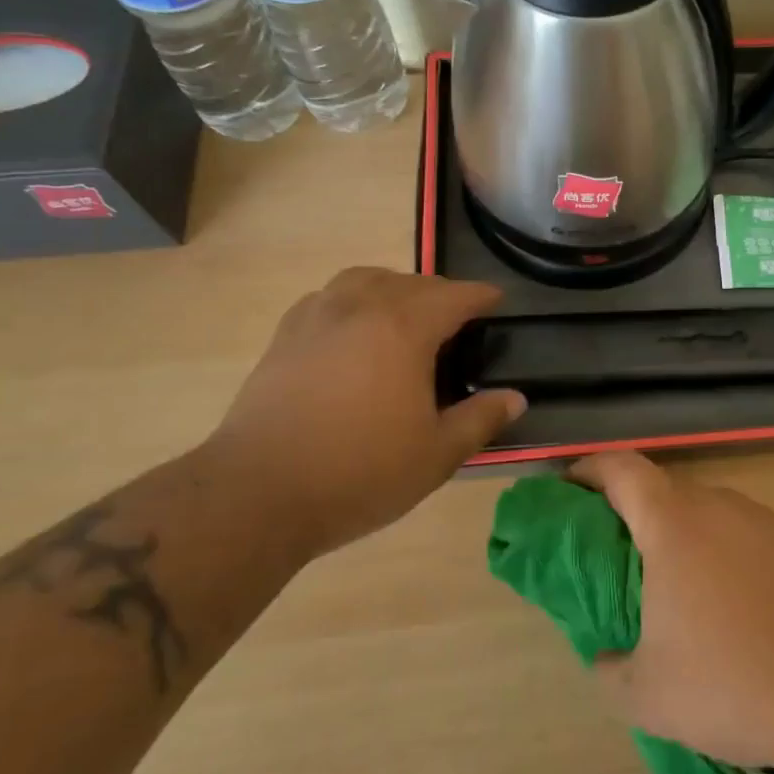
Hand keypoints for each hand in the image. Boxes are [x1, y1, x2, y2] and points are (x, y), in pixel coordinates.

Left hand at [205, 269, 524, 556]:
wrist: (257, 493)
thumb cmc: (359, 472)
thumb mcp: (436, 454)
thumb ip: (480, 420)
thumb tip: (516, 398)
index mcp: (404, 328)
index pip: (454, 296)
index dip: (481, 295)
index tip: (498, 301)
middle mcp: (360, 308)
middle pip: (410, 282)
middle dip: (440, 293)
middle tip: (457, 318)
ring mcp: (316, 318)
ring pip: (363, 279)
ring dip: (393, 288)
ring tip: (404, 314)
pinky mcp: (283, 337)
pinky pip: (327, 298)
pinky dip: (352, 301)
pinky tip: (352, 330)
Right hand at [572, 452, 773, 770]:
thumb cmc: (737, 682)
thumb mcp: (649, 695)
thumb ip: (609, 670)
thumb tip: (603, 657)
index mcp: (674, 523)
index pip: (620, 468)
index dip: (588, 471)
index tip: (568, 490)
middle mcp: (721, 506)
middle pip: (664, 492)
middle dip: (633, 517)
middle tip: (618, 562)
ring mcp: (768, 523)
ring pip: (709, 516)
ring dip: (683, 541)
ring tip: (677, 595)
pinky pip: (747, 539)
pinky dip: (725, 559)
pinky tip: (736, 613)